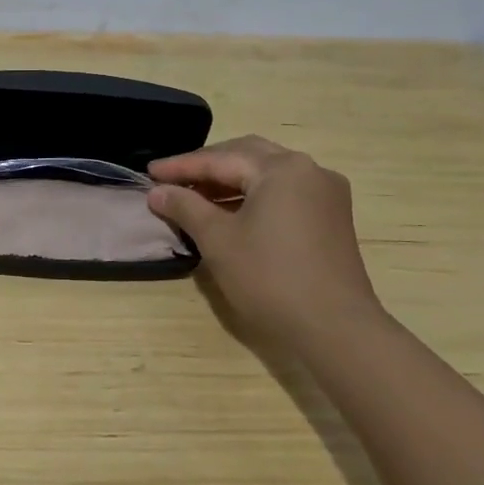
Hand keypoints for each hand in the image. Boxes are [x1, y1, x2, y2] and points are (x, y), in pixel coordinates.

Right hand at [147, 136, 386, 345]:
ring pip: (266, 174)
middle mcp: (309, 170)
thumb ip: (185, 207)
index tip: (149, 172)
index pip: (220, 159)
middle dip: (207, 165)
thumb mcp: (217, 239)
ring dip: (230, 180)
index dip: (180, 166)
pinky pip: (283, 192)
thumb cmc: (269, 277)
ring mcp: (325, 193)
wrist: (334, 328)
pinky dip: (253, 195)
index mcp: (282, 168)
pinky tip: (230, 212)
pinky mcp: (331, 217)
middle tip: (172, 178)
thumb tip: (157, 191)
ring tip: (194, 196)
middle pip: (247, 156)